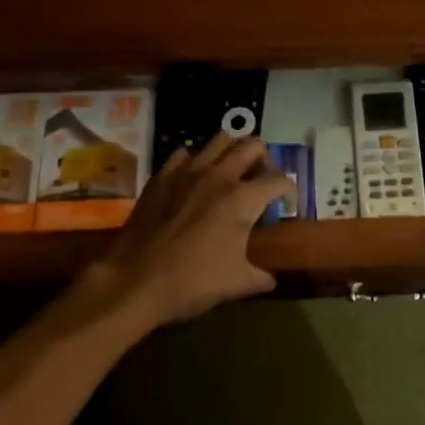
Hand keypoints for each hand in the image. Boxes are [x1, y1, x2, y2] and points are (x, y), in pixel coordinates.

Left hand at [86, 133, 294, 327]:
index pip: (279, 180)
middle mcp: (220, 176)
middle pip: (252, 146)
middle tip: (260, 179)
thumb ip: (259, 277)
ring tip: (230, 172)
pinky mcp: (162, 176)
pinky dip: (195, 162)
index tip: (285, 203)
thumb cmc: (192, 282)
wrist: (135, 281)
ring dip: (231, 152)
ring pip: (219, 140)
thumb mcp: (236, 284)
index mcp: (243, 199)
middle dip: (263, 159)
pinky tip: (193, 180)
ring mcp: (188, 172)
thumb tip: (270, 280)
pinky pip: (184, 154)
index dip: (288, 190)